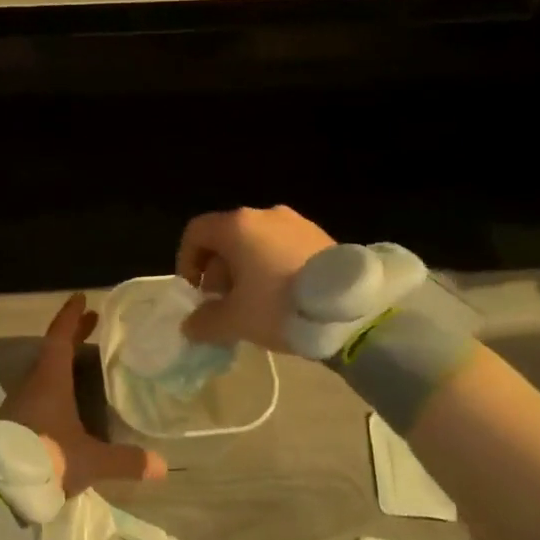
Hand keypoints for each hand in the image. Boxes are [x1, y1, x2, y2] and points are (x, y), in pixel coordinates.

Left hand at [3, 293, 167, 492]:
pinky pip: (36, 393)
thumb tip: (163, 465)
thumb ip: (125, 461)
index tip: (81, 298)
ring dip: (62, 362)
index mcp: (50, 380)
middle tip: (92, 322)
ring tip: (84, 360)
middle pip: (52, 351)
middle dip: (73, 336)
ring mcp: (18, 403)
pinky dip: (53, 386)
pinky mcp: (11, 423)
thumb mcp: (90, 461)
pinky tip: (66, 400)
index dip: (71, 317)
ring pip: (42, 373)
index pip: (60, 338)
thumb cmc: (47, 459)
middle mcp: (32, 384)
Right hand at [176, 205, 335, 352]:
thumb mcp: (235, 321)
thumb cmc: (280, 306)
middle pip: (226, 238)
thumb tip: (190, 325)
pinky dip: (272, 266)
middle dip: (218, 271)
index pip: (196, 232)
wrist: (353, 309)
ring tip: (255, 304)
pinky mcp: (321, 235)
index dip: (186, 261)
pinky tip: (283, 296)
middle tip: (225, 304)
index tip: (195, 292)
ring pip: (255, 242)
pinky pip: (282, 247)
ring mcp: (296, 222)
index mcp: (237, 226)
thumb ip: (204, 321)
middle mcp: (264, 214)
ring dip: (245, 269)